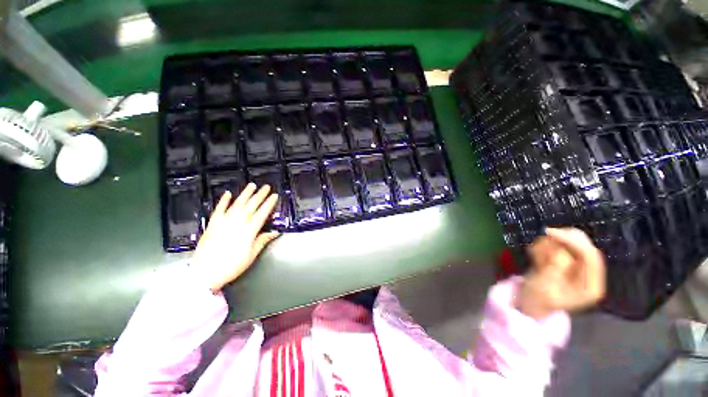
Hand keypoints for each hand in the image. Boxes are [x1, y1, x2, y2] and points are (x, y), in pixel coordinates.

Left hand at [192, 183, 279, 291]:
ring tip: (252, 185)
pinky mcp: (212, 224)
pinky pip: (219, 209)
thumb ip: (263, 241)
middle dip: (260, 195)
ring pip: (237, 204)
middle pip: (251, 206)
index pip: (262, 213)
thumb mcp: (251, 255)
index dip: (269, 204)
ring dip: (245, 194)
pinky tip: (228, 194)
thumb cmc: (232, 266)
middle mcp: (237, 223)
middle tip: (266, 187)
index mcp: (249, 231)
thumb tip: (275, 232)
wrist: (205, 273)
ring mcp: (224, 222)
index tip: (274, 196)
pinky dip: (223, 201)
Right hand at [517, 228, 605, 319]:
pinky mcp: (568, 260)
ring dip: (549, 244)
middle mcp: (590, 274)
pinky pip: (559, 243)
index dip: (573, 241)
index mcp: (591, 286)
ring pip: (570, 241)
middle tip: (539, 242)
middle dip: (560, 241)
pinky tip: (535, 256)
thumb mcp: (543, 288)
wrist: (530, 302)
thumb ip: (554, 270)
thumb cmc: (536, 299)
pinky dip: (545, 245)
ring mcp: (579, 266)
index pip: (591, 257)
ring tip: (534, 256)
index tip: (550, 233)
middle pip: (583, 245)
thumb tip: (560, 251)